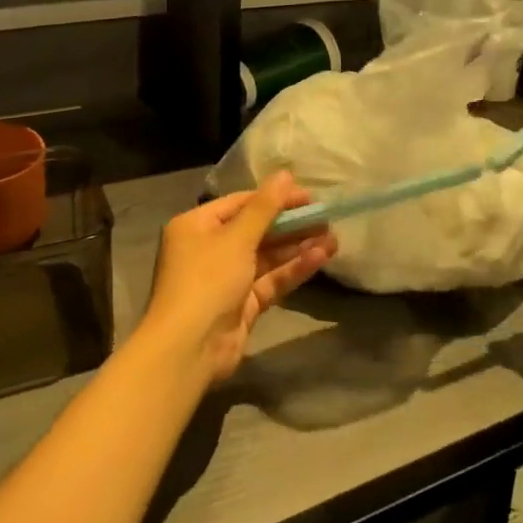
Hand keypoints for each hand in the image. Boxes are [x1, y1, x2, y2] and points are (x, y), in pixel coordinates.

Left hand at [137, 172, 337, 385]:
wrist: (189, 348)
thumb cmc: (207, 280)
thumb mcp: (236, 238)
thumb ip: (265, 207)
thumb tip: (285, 174)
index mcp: (196, 226)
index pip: (240, 203)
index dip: (274, 198)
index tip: (308, 196)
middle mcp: (209, 249)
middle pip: (256, 229)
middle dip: (291, 224)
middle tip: (325, 217)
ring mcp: (226, 278)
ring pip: (267, 256)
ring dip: (298, 246)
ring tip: (333, 237)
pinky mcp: (243, 303)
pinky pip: (271, 279)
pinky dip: (293, 269)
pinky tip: (320, 257)